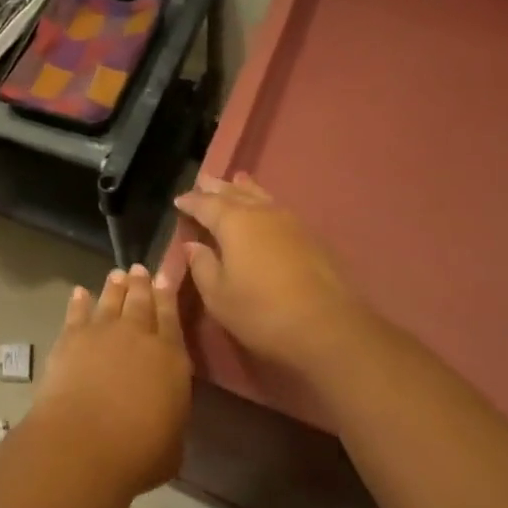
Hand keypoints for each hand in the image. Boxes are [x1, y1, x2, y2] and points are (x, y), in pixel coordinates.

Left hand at [32, 266, 190, 498]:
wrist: (84, 442)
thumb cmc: (139, 452)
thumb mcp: (173, 442)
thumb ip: (170, 416)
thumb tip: (162, 411)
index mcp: (172, 358)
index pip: (171, 318)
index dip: (168, 296)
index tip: (165, 278)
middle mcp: (139, 336)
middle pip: (141, 301)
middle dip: (142, 284)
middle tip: (140, 269)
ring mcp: (102, 332)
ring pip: (111, 300)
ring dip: (115, 287)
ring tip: (117, 275)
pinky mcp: (71, 338)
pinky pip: (77, 312)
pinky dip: (79, 301)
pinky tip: (80, 293)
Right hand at [173, 173, 384, 370]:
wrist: (329, 328)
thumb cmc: (262, 312)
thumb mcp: (218, 295)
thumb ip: (202, 266)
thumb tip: (194, 245)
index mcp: (233, 222)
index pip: (205, 204)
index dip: (190, 201)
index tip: (178, 200)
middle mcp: (261, 214)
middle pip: (234, 193)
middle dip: (216, 187)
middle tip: (203, 180)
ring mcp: (291, 223)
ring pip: (261, 197)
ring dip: (244, 190)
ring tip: (236, 181)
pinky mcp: (311, 238)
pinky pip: (278, 209)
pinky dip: (265, 203)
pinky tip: (266, 210)